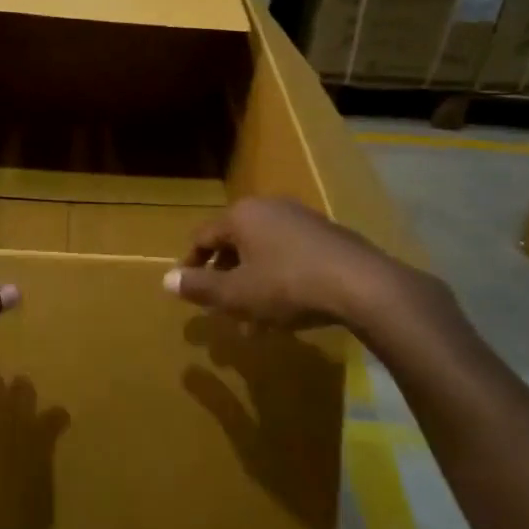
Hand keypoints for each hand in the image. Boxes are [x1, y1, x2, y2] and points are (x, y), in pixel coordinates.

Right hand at [162, 197, 453, 338]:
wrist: (363, 285)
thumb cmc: (288, 286)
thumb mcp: (237, 294)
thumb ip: (199, 287)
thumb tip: (166, 280)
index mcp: (241, 215)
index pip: (203, 236)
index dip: (190, 264)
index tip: (187, 289)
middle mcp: (269, 208)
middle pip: (234, 243)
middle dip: (225, 277)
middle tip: (220, 307)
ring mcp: (302, 219)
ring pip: (263, 252)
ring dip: (252, 283)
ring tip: (252, 320)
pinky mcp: (328, 235)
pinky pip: (289, 256)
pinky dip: (278, 279)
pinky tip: (285, 312)